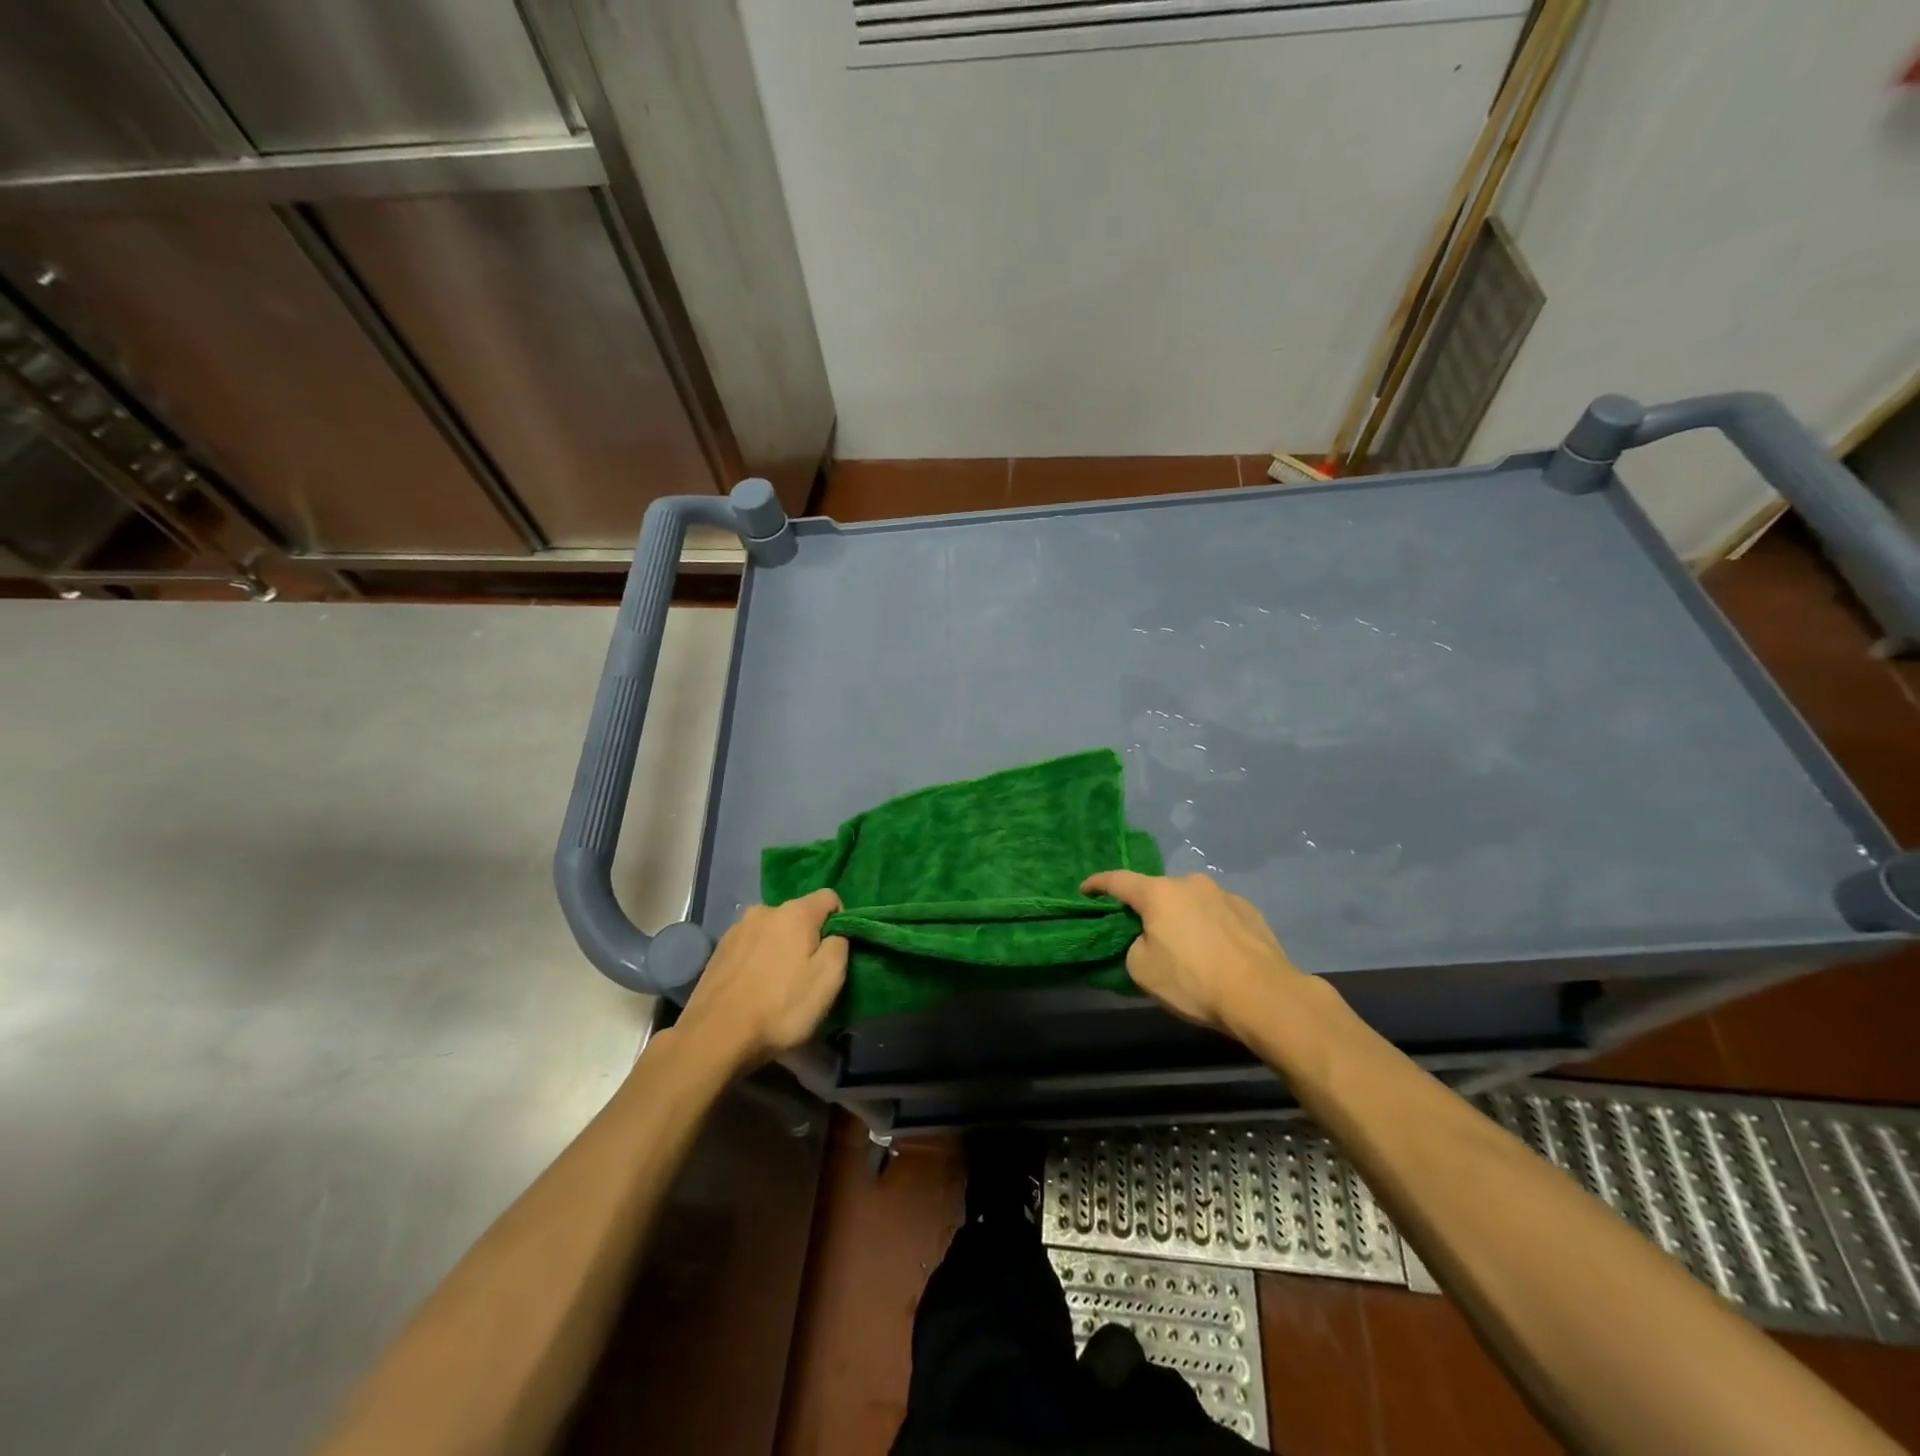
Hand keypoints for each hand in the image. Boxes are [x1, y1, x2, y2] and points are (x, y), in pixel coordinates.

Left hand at [672, 889, 847, 1072]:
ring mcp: (737, 929)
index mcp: (795, 912)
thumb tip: (835, 934)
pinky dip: (759, 960)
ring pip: (773, 931)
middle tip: (808, 975)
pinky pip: (751, 946)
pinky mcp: (718, 950)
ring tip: (779, 985)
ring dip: (781, 950)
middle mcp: (764, 910)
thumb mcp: (829, 979)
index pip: (830, 897)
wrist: (714, 1037)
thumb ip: (840, 945)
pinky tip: (755, 989)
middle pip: (799, 915)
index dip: (841, 921)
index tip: (836, 953)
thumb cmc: (780, 1007)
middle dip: (808, 938)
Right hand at [1082, 871, 1305, 1036]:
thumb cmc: (1194, 981)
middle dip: (1148, 909)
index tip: (1085, 890)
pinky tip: (1216, 953)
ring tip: (1187, 948)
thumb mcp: (1143, 971)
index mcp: (1159, 893)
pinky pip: (1217, 915)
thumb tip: (1148, 939)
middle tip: (1145, 935)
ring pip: (1190, 903)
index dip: (1097, 884)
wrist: (1264, 996)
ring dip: (1182, 918)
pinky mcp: (1250, 911)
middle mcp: (1190, 884)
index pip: (1118, 881)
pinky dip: (1209, 928)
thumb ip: (1134, 946)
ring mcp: (1224, 894)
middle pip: (1158, 892)